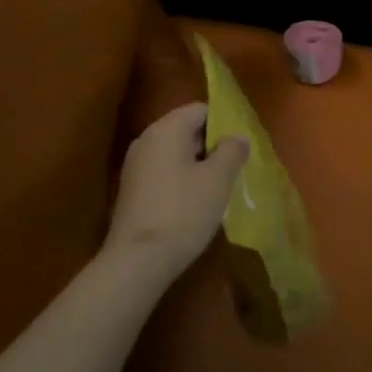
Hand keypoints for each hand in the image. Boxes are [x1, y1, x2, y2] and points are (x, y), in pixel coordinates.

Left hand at [107, 103, 247, 280]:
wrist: (137, 261)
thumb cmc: (183, 212)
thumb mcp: (218, 179)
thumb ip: (232, 151)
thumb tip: (238, 136)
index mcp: (166, 129)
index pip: (200, 109)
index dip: (224, 122)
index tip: (241, 145)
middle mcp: (146, 140)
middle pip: (186, 129)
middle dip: (212, 144)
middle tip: (235, 166)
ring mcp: (134, 166)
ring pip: (174, 153)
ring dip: (197, 164)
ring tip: (219, 186)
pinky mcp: (131, 191)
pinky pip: (163, 172)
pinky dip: (181, 180)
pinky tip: (195, 203)